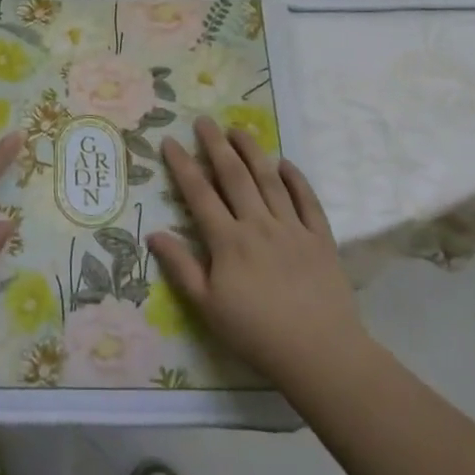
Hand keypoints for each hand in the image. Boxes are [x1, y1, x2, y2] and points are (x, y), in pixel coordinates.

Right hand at [148, 117, 372, 391]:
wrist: (320, 353)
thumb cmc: (256, 334)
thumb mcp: (207, 307)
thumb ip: (181, 267)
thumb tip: (154, 233)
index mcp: (228, 241)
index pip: (199, 194)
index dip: (182, 165)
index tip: (170, 140)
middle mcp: (258, 225)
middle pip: (234, 176)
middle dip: (216, 145)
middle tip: (204, 121)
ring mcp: (292, 228)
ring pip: (269, 180)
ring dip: (253, 152)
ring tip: (239, 129)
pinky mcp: (321, 238)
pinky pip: (308, 201)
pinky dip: (296, 179)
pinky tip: (285, 164)